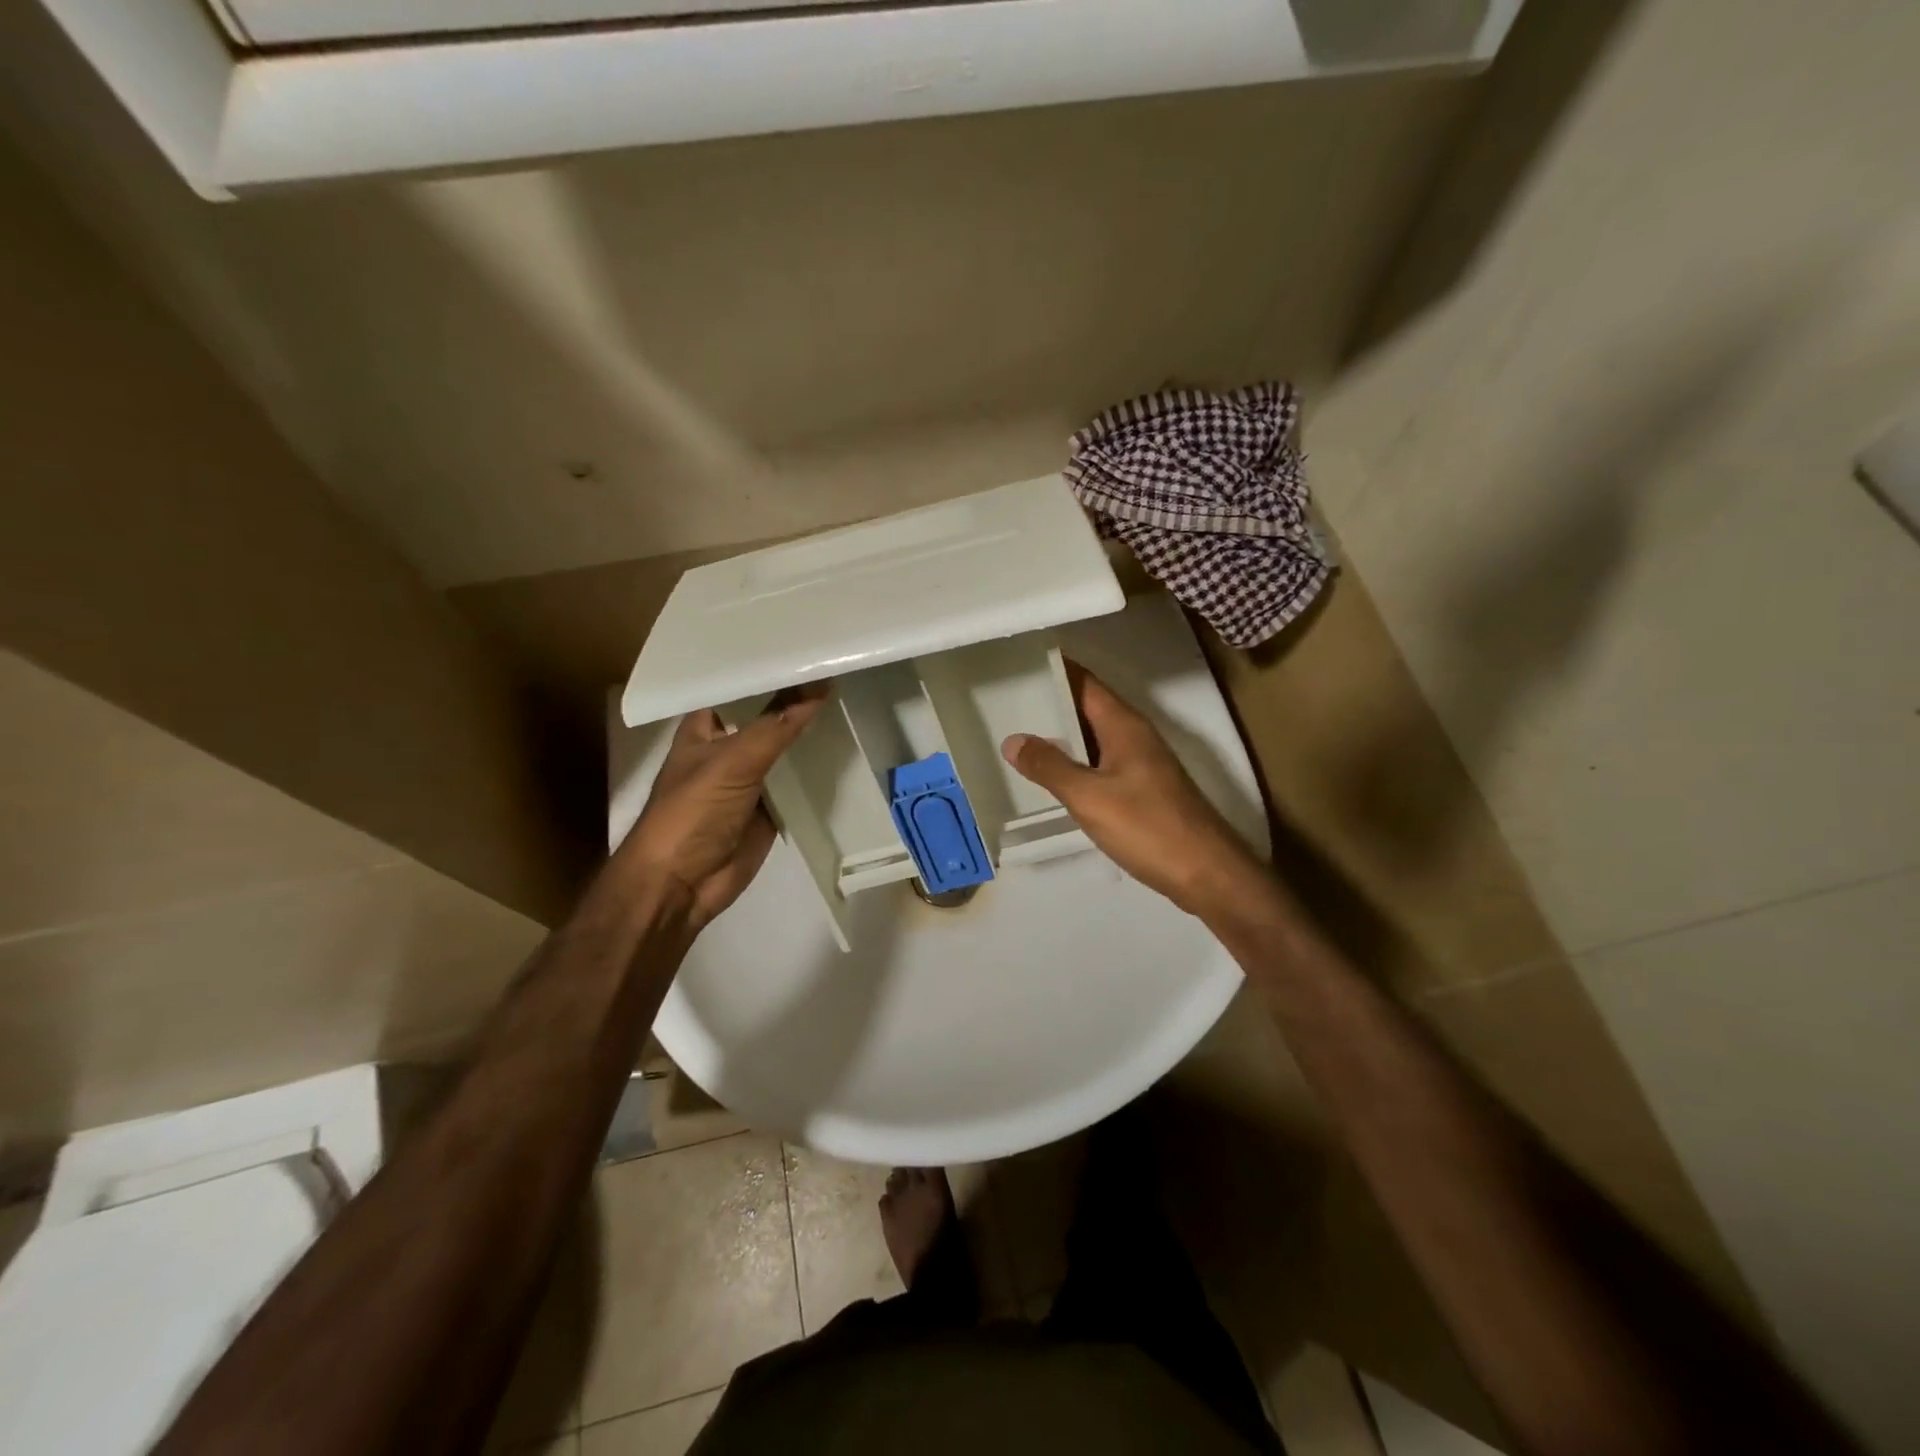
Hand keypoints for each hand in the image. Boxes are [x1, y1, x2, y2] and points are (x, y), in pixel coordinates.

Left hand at [622, 685, 829, 928]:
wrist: (681, 884)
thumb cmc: (692, 812)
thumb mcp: (732, 761)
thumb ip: (776, 726)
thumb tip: (819, 687)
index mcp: (704, 727)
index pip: (737, 686)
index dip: (765, 667)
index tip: (803, 645)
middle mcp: (727, 747)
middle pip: (766, 716)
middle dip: (796, 698)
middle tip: (837, 667)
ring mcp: (750, 779)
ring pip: (785, 748)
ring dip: (809, 732)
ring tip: (850, 696)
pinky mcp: (769, 807)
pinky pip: (797, 782)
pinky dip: (817, 771)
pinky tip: (846, 748)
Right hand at [1001, 662, 1263, 919]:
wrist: (1205, 873)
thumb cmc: (1147, 826)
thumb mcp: (1089, 796)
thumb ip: (1050, 767)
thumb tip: (1013, 739)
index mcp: (1124, 725)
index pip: (1085, 683)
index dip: (1054, 671)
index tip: (1017, 664)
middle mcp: (1135, 736)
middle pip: (1088, 708)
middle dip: (1051, 703)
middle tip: (1005, 701)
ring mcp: (1142, 764)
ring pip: (1094, 738)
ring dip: (1062, 735)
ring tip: (1019, 734)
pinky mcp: (1143, 790)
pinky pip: (1101, 764)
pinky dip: (1076, 763)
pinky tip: (1053, 777)